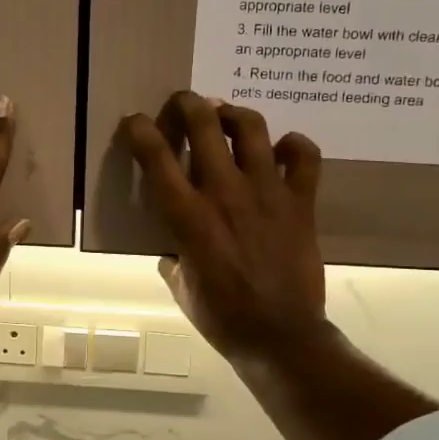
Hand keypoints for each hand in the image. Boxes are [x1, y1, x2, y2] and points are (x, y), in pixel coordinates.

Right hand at [117, 91, 327, 359]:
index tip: (135, 123)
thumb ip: (174, 256)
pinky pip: (304, 156)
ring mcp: (267, 192)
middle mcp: (225, 192)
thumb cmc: (222, 317)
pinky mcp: (301, 201)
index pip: (155, 156)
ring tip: (227, 119)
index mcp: (187, 216)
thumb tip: (175, 246)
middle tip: (184, 106)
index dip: (139, 129)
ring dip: (233, 114)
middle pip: (203, 122)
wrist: (281, 335)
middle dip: (187, 103)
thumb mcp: (181, 288)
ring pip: (251, 127)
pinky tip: (282, 150)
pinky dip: (293, 145)